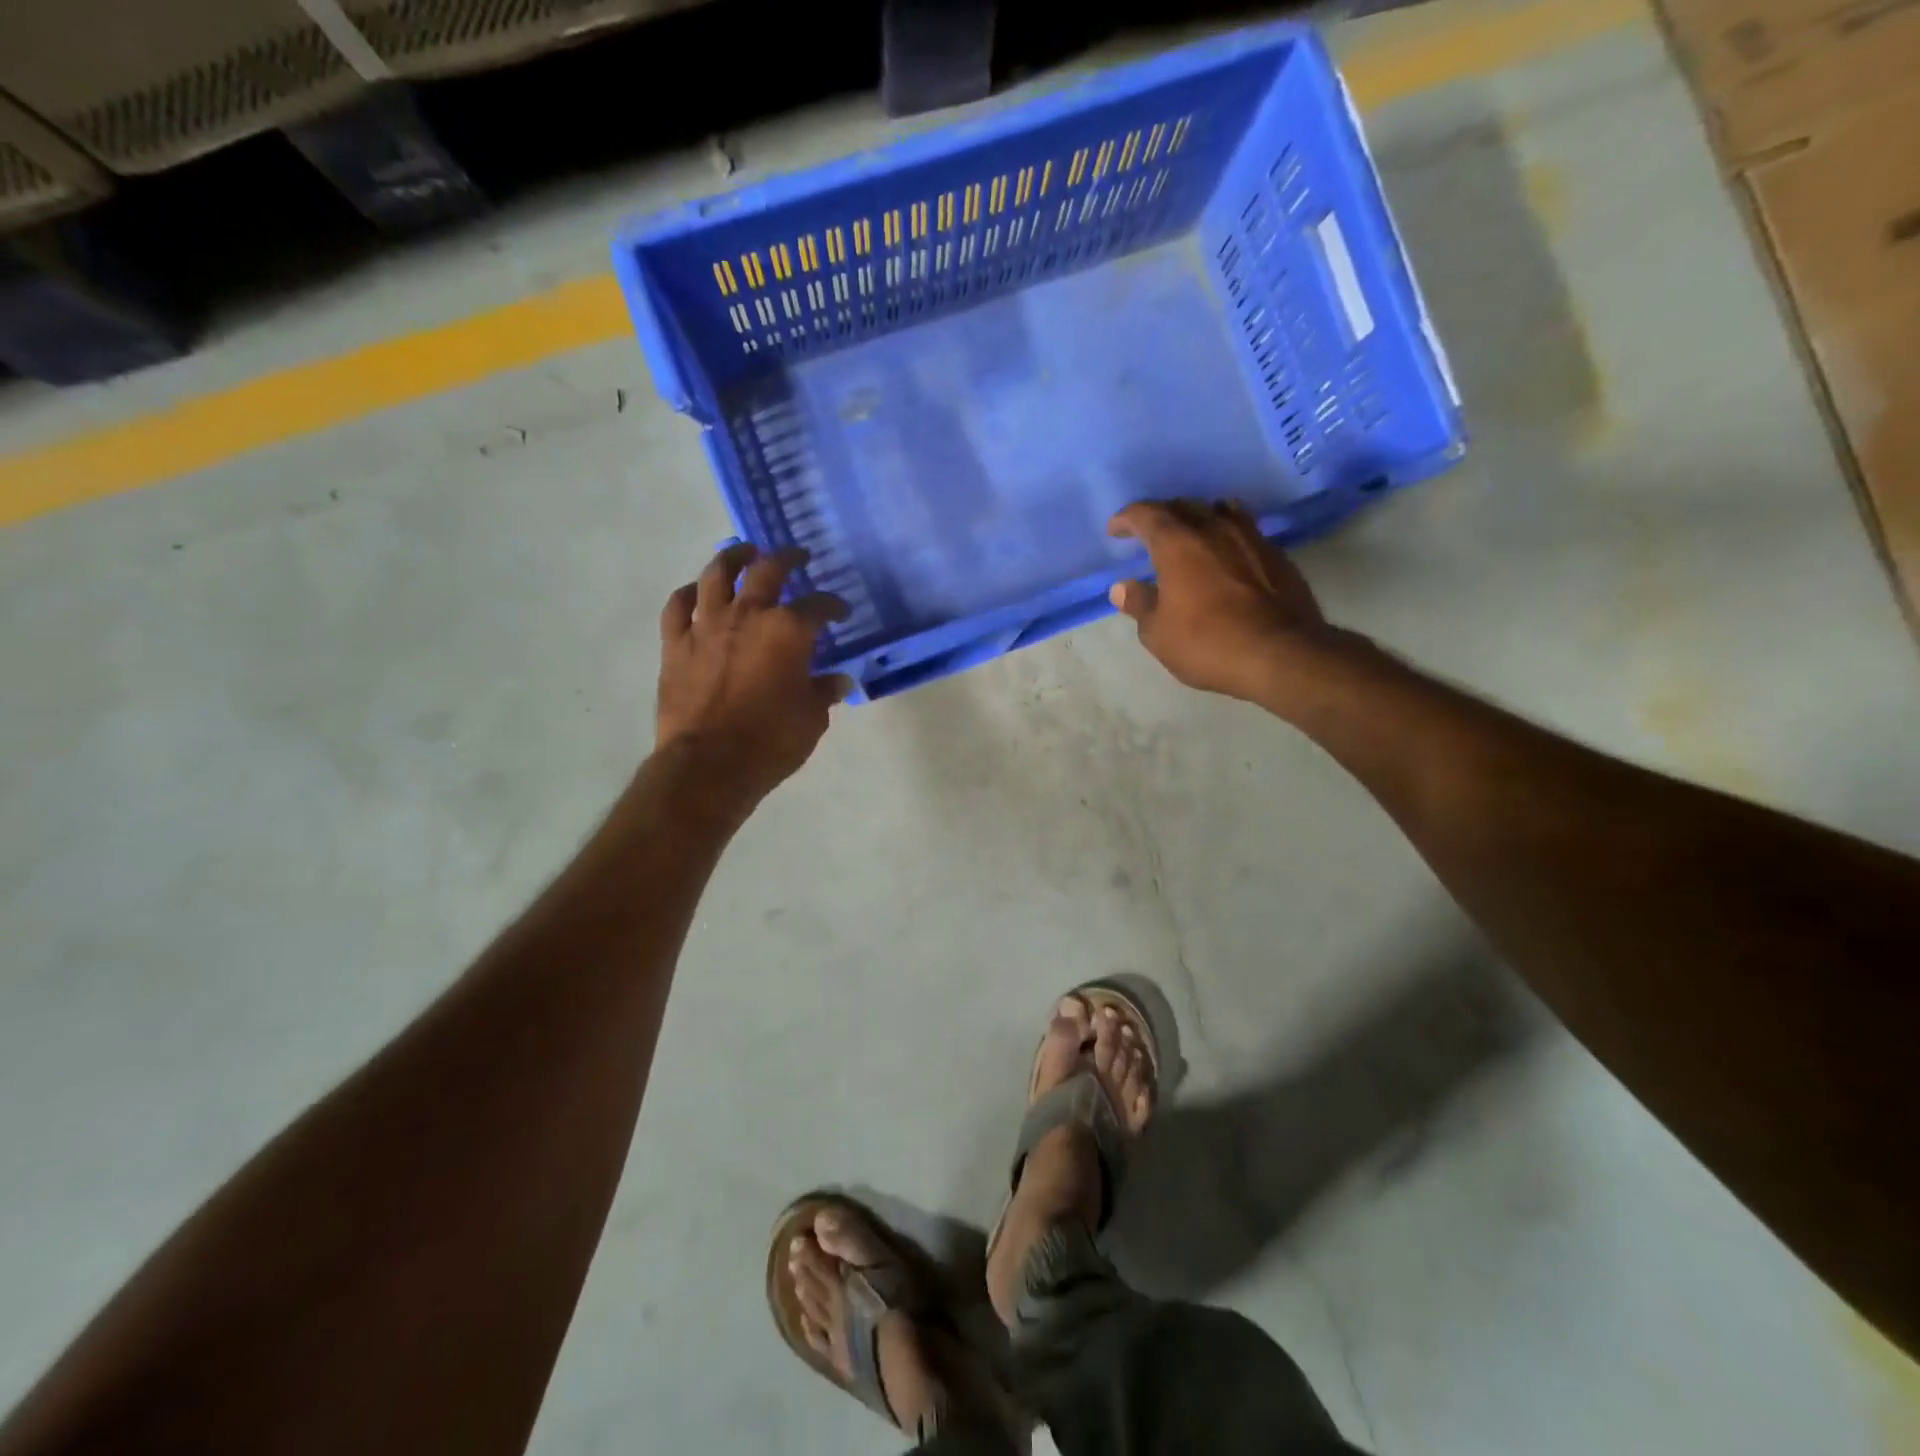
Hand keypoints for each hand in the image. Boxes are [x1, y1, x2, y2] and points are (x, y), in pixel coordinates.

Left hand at [655, 544, 849, 804]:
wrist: (709, 764)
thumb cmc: (770, 741)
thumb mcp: (811, 719)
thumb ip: (823, 691)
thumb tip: (838, 680)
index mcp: (788, 630)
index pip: (818, 606)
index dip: (833, 606)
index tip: (841, 612)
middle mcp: (747, 615)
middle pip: (768, 571)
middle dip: (787, 558)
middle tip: (798, 555)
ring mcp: (706, 626)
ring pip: (717, 575)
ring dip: (733, 557)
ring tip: (744, 551)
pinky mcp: (676, 644)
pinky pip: (678, 606)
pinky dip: (688, 594)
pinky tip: (696, 591)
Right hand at [1107, 499, 1332, 701]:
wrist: (1280, 654)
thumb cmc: (1207, 643)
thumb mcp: (1158, 633)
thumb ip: (1139, 604)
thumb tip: (1123, 587)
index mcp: (1177, 543)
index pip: (1146, 515)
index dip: (1127, 519)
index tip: (1115, 530)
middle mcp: (1214, 529)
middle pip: (1183, 506)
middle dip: (1161, 515)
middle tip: (1149, 533)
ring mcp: (1250, 538)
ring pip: (1219, 511)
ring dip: (1198, 518)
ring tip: (1190, 534)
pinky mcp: (1276, 554)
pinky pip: (1245, 530)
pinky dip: (1227, 535)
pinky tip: (1226, 554)